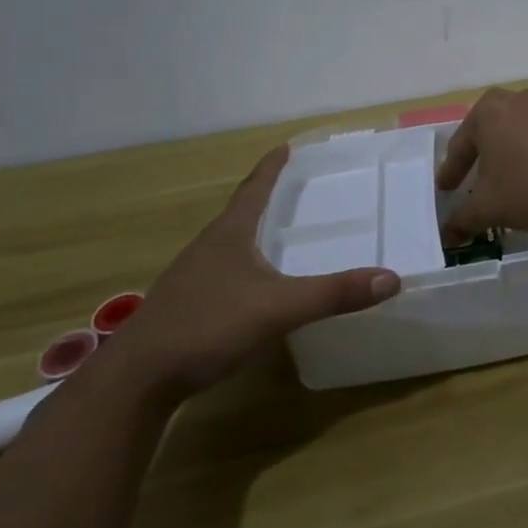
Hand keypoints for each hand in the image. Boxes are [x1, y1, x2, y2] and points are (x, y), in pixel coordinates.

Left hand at [106, 145, 400, 398]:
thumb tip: (392, 279)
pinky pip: (221, 273)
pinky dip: (243, 267)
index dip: (272, 167)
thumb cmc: (207, 327)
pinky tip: (253, 287)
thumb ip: (334, 294)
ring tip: (278, 234)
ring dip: (252, 233)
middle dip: (266, 198)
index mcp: (229, 234)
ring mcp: (190, 278)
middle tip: (295, 189)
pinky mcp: (183, 307)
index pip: (254, 188)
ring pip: (228, 244)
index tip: (286, 146)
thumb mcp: (279, 308)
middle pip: (240, 212)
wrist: (135, 381)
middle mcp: (207, 247)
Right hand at [436, 89, 527, 241]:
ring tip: (502, 179)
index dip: (451, 172)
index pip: (460, 147)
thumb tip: (447, 234)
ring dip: (506, 155)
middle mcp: (514, 100)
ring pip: (514, 133)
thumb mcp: (488, 208)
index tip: (445, 190)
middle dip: (478, 156)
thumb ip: (462, 219)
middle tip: (469, 179)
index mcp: (487, 112)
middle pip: (487, 132)